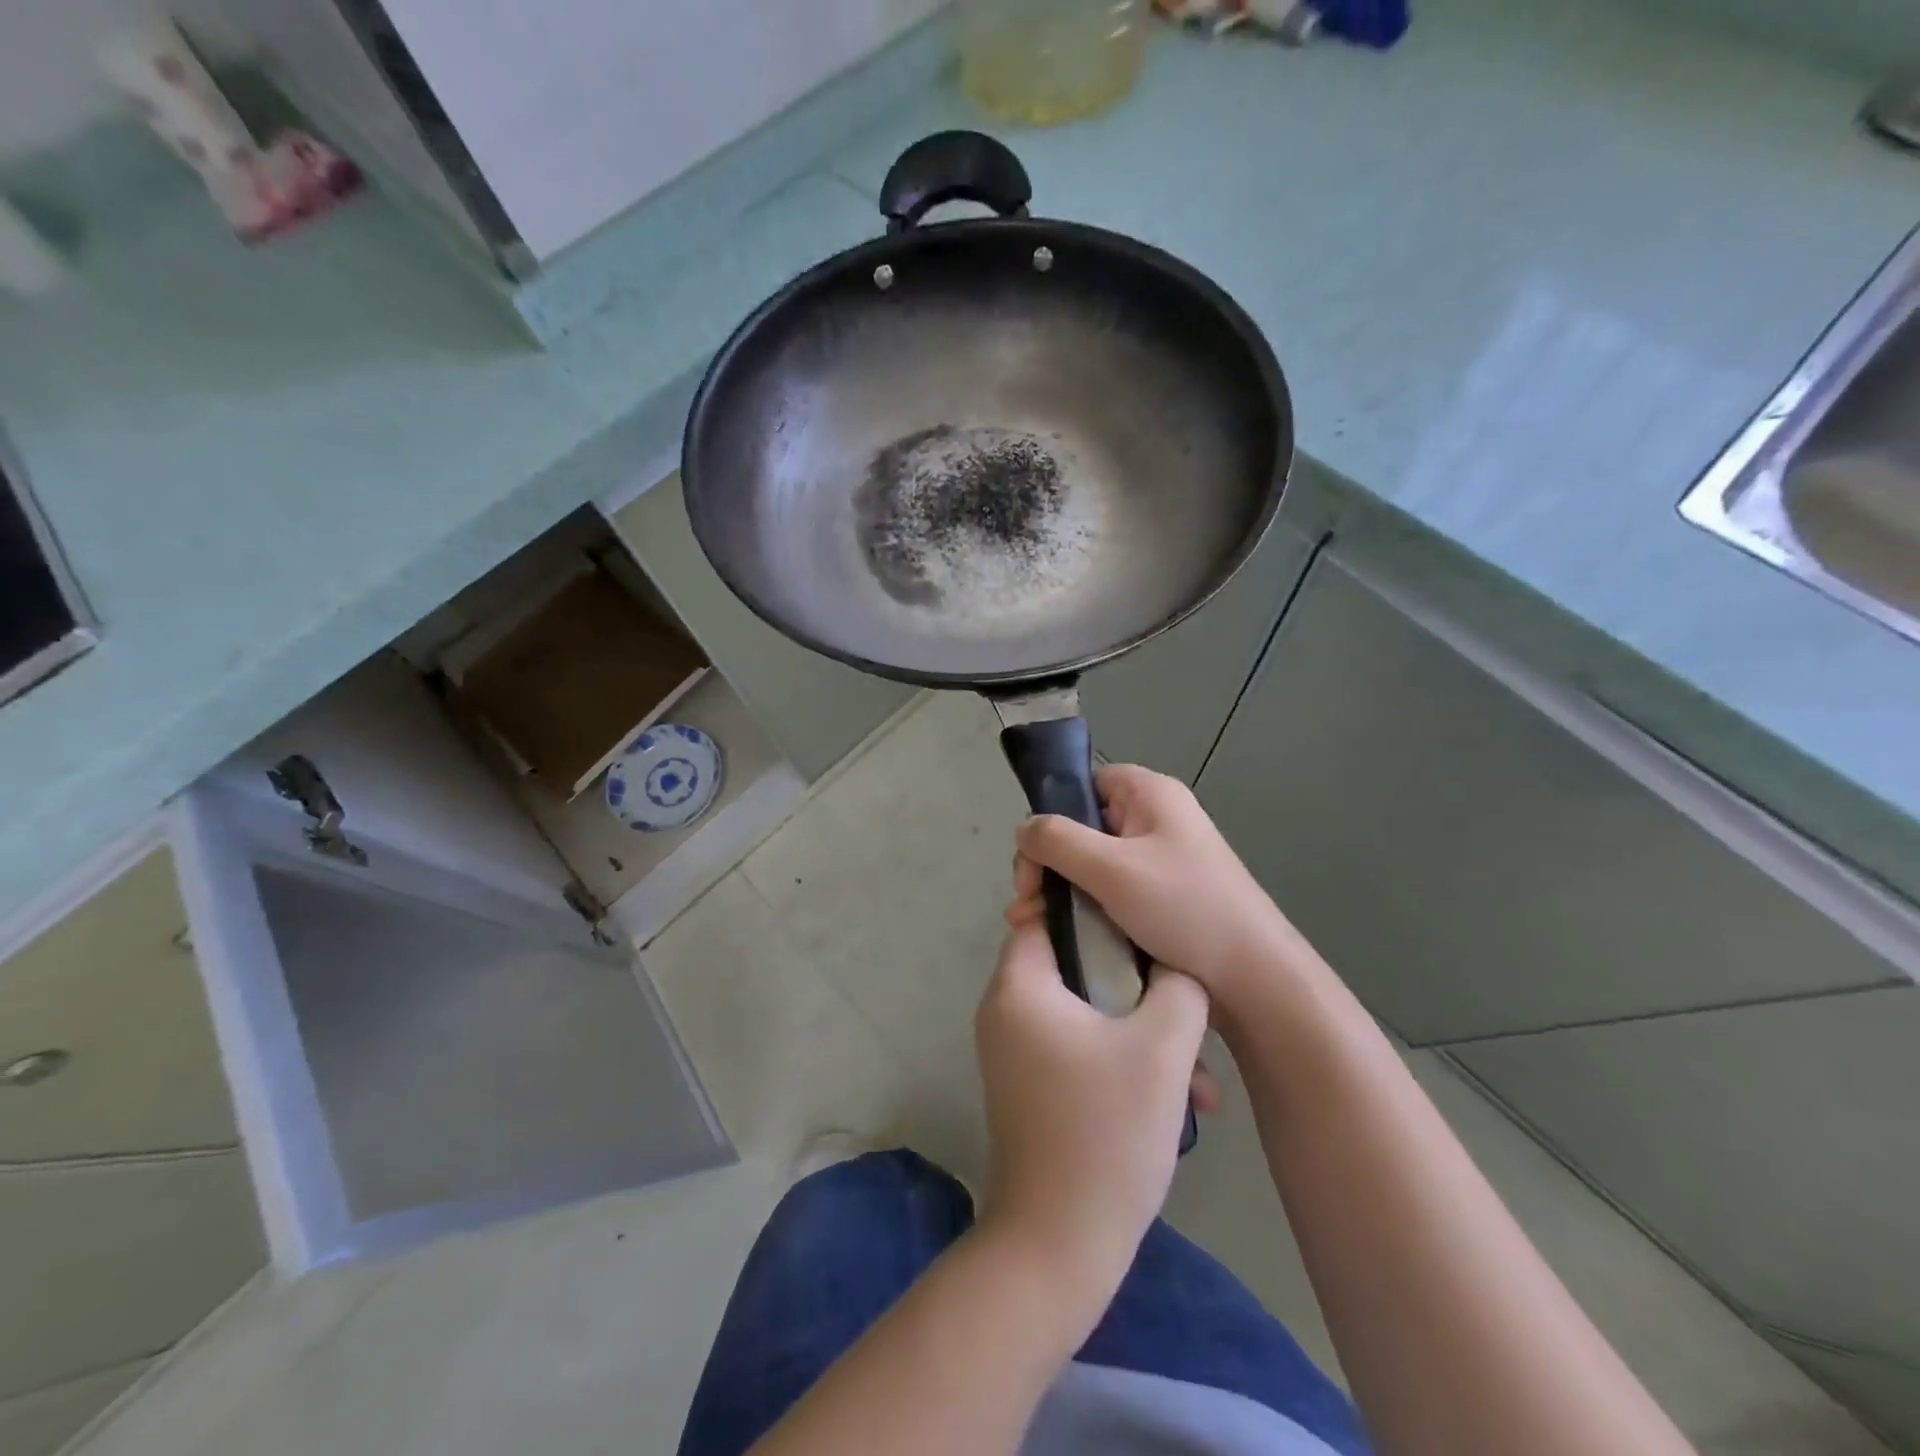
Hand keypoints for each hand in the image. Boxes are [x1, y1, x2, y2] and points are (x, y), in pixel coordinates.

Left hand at [974, 921, 1209, 1295]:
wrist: (1058, 1246)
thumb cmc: (1106, 1133)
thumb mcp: (1161, 1050)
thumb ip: (1178, 988)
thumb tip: (1177, 965)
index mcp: (1019, 986)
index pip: (1048, 915)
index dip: (1099, 914)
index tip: (1149, 930)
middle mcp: (1006, 1010)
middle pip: (1076, 966)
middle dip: (1139, 988)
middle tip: (1187, 1010)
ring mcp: (1015, 1052)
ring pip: (1087, 1014)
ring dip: (1142, 1034)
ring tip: (1200, 1080)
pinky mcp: (1031, 1087)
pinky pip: (1079, 1049)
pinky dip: (1122, 1062)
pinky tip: (1178, 1102)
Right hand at [1010, 764, 1298, 1033]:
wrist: (1252, 979)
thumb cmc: (1183, 909)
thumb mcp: (1111, 868)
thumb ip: (1057, 840)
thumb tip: (1023, 829)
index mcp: (1150, 795)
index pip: (1086, 782)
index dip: (1054, 812)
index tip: (1033, 856)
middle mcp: (1154, 820)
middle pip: (1082, 827)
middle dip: (1048, 864)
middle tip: (1026, 901)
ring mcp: (1159, 862)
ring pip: (1091, 865)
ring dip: (1059, 892)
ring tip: (1032, 925)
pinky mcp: (1160, 899)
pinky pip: (1109, 893)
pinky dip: (1082, 910)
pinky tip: (1058, 936)